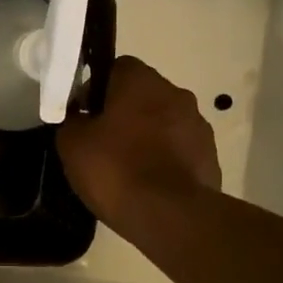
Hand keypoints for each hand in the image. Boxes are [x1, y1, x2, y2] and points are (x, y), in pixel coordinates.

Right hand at [56, 57, 221, 238]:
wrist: (169, 216)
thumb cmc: (115, 169)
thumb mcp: (72, 144)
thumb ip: (72, 121)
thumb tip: (79, 117)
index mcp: (142, 82)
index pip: (117, 67)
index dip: (96, 88)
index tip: (84, 115)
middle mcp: (176, 94)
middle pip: (143, 94)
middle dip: (124, 112)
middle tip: (102, 142)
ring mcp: (198, 125)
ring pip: (164, 121)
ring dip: (147, 135)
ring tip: (126, 167)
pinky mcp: (210, 156)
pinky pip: (179, 149)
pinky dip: (164, 159)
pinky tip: (148, 183)